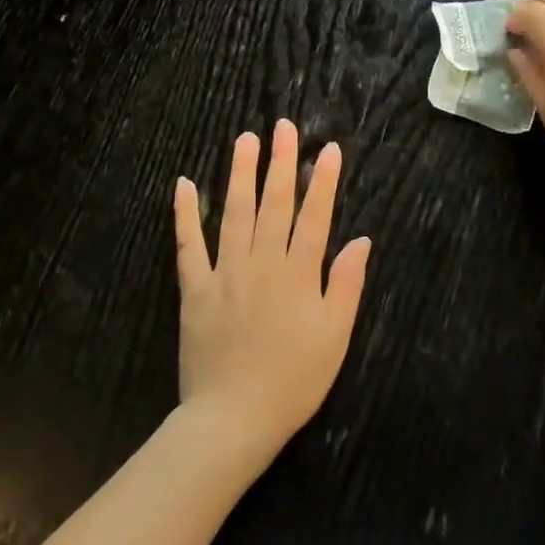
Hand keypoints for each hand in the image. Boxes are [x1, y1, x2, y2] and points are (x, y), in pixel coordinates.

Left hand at [173, 120, 370, 456]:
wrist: (233, 418)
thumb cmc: (294, 380)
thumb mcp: (335, 337)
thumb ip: (347, 285)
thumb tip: (361, 240)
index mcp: (298, 274)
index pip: (314, 216)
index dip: (322, 180)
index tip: (327, 148)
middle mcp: (262, 262)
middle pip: (274, 204)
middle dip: (280, 162)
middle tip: (282, 126)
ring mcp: (225, 272)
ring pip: (234, 213)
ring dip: (240, 174)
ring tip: (244, 140)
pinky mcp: (195, 289)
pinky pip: (188, 245)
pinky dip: (185, 214)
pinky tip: (183, 184)